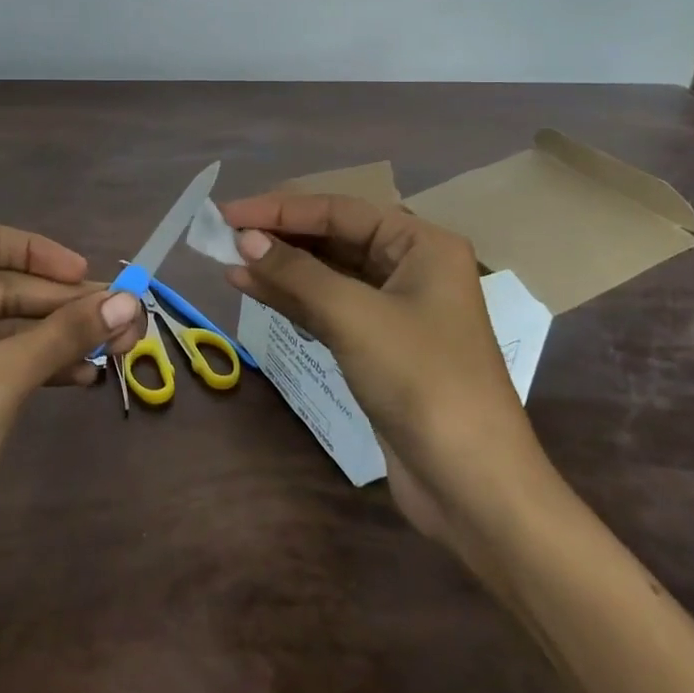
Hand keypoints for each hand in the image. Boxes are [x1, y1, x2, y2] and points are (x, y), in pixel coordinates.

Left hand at [0, 222, 144, 581]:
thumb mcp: (2, 379)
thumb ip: (65, 332)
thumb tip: (131, 300)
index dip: (37, 253)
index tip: (86, 275)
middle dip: (59, 304)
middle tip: (122, 314)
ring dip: (55, 335)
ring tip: (118, 345)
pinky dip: (33, 363)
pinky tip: (84, 375)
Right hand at [219, 193, 555, 560]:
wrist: (471, 484)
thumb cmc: (422, 381)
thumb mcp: (354, 316)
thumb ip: (296, 273)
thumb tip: (244, 239)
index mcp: (421, 245)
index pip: (339, 211)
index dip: (280, 209)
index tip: (227, 212)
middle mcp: (409, 267)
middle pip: (332, 238)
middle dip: (278, 237)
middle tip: (222, 234)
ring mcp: (393, 309)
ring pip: (325, 274)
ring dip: (278, 268)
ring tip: (226, 260)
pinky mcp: (376, 346)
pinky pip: (326, 308)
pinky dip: (290, 299)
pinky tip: (252, 289)